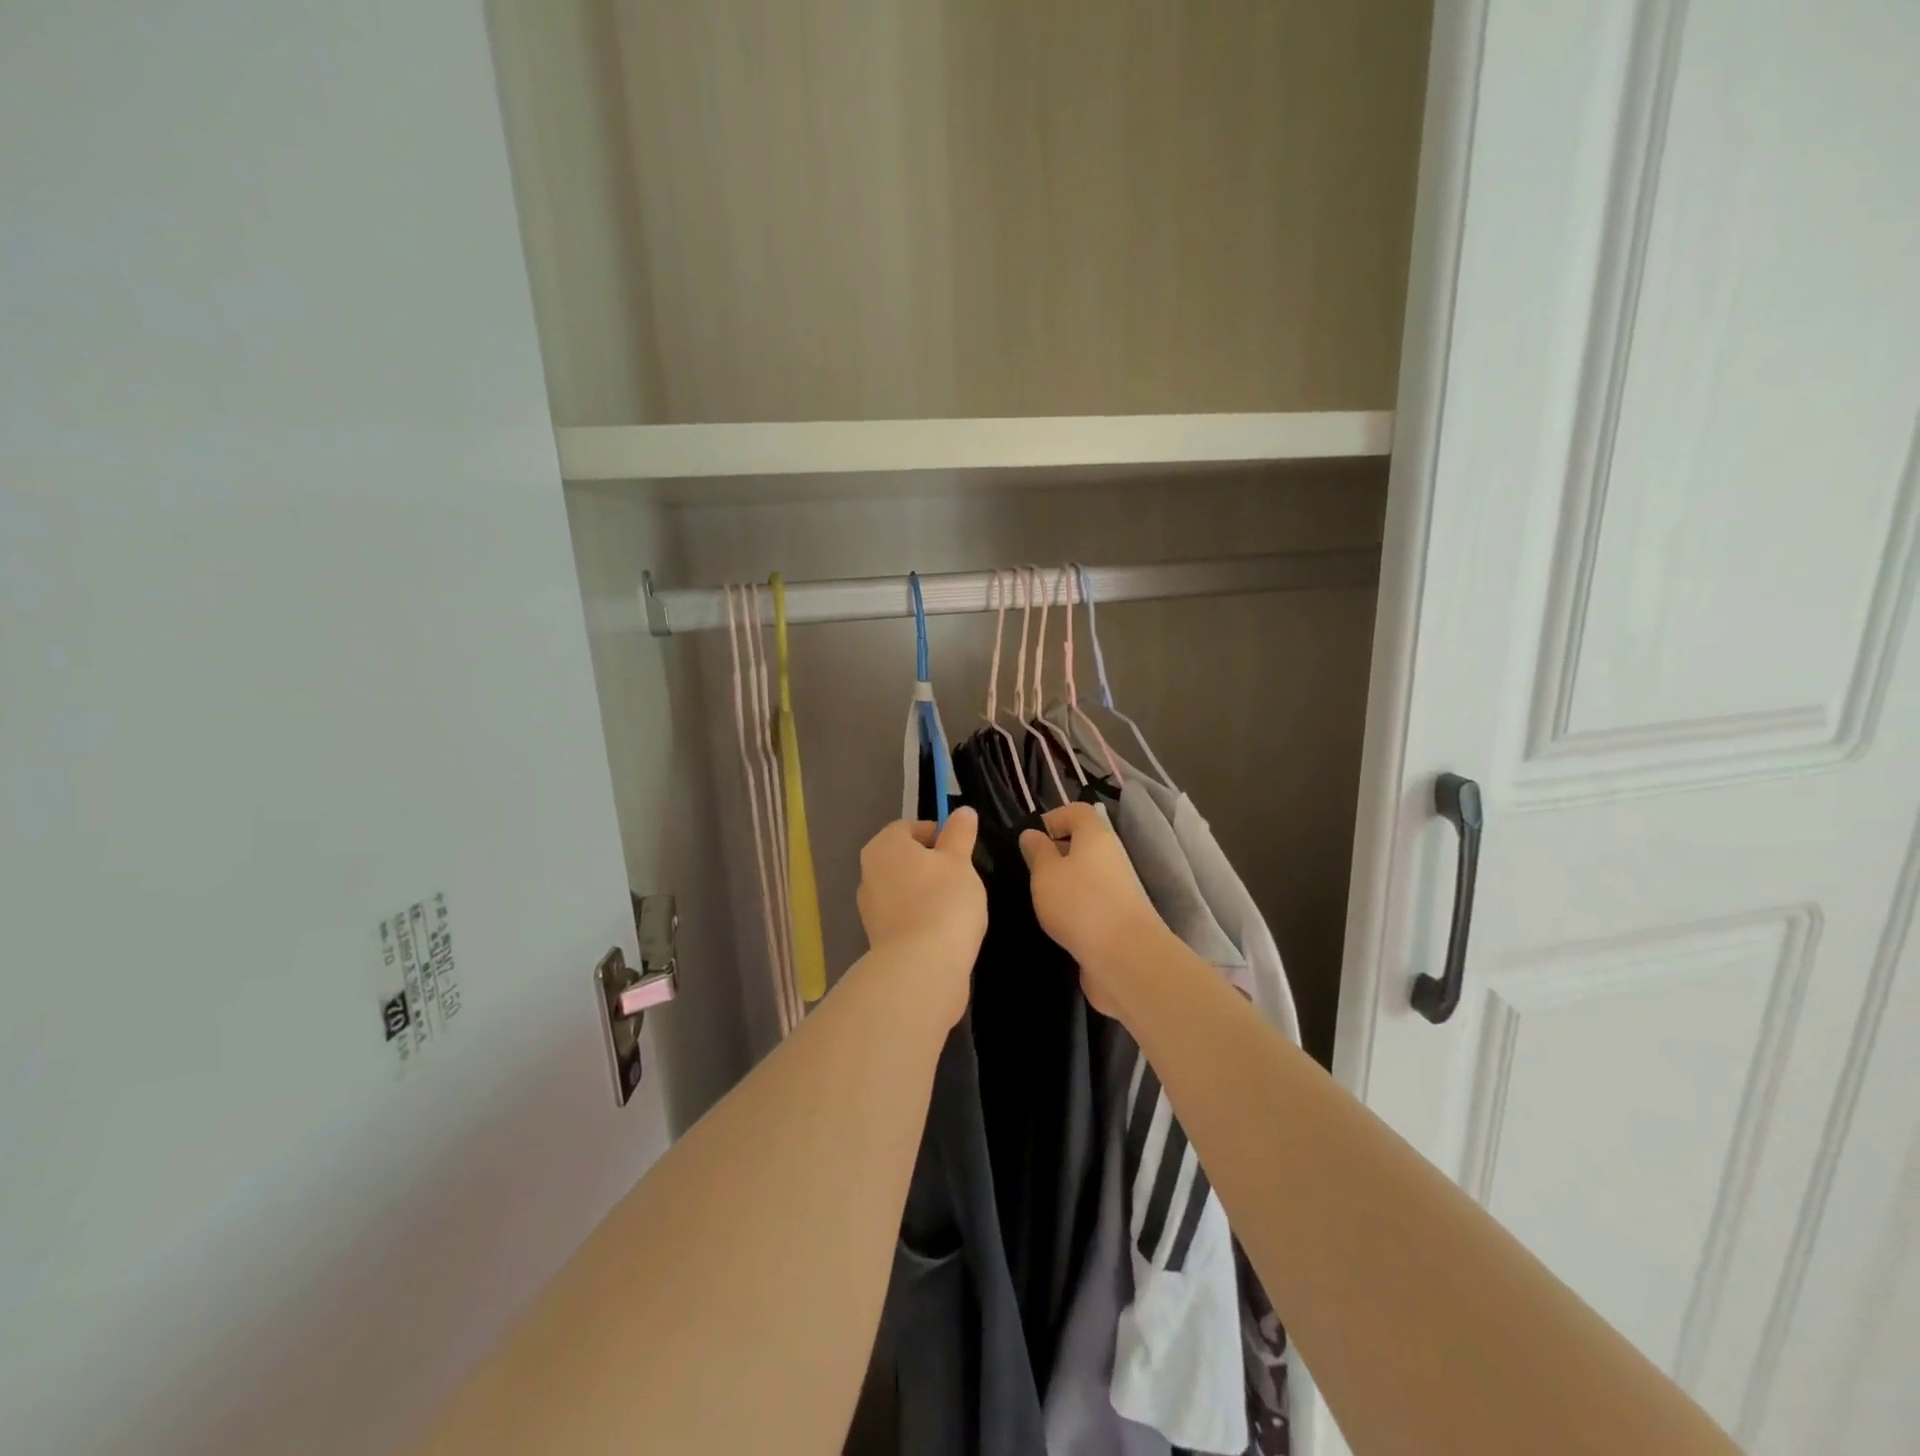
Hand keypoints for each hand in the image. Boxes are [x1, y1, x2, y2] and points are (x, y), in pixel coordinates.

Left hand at [856, 809, 986, 1027]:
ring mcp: (870, 908)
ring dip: (926, 892)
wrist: (922, 966)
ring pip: (904, 888)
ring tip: (957, 904)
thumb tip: (962, 811)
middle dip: (932, 864)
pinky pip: (904, 916)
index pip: (909, 827)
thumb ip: (959, 834)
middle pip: (904, 858)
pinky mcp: (878, 938)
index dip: (937, 833)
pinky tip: (944, 928)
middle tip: (962, 875)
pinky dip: (921, 917)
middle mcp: (869, 873)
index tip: (961, 848)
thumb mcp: (960, 861)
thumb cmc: (943, 900)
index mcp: (884, 846)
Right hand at [1019, 802, 1167, 1016]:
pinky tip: (1058, 924)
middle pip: (1083, 844)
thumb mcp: (1045, 872)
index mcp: (1095, 836)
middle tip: (1029, 872)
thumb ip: (1037, 852)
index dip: (1054, 818)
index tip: (1031, 840)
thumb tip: (1032, 834)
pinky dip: (1074, 909)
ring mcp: (1118, 890)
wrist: (1125, 957)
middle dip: (1056, 854)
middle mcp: (1111, 857)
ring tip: (1040, 900)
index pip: (1077, 811)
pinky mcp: (1118, 919)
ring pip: (1086, 875)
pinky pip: (1091, 903)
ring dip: (1064, 885)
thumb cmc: (1079, 903)